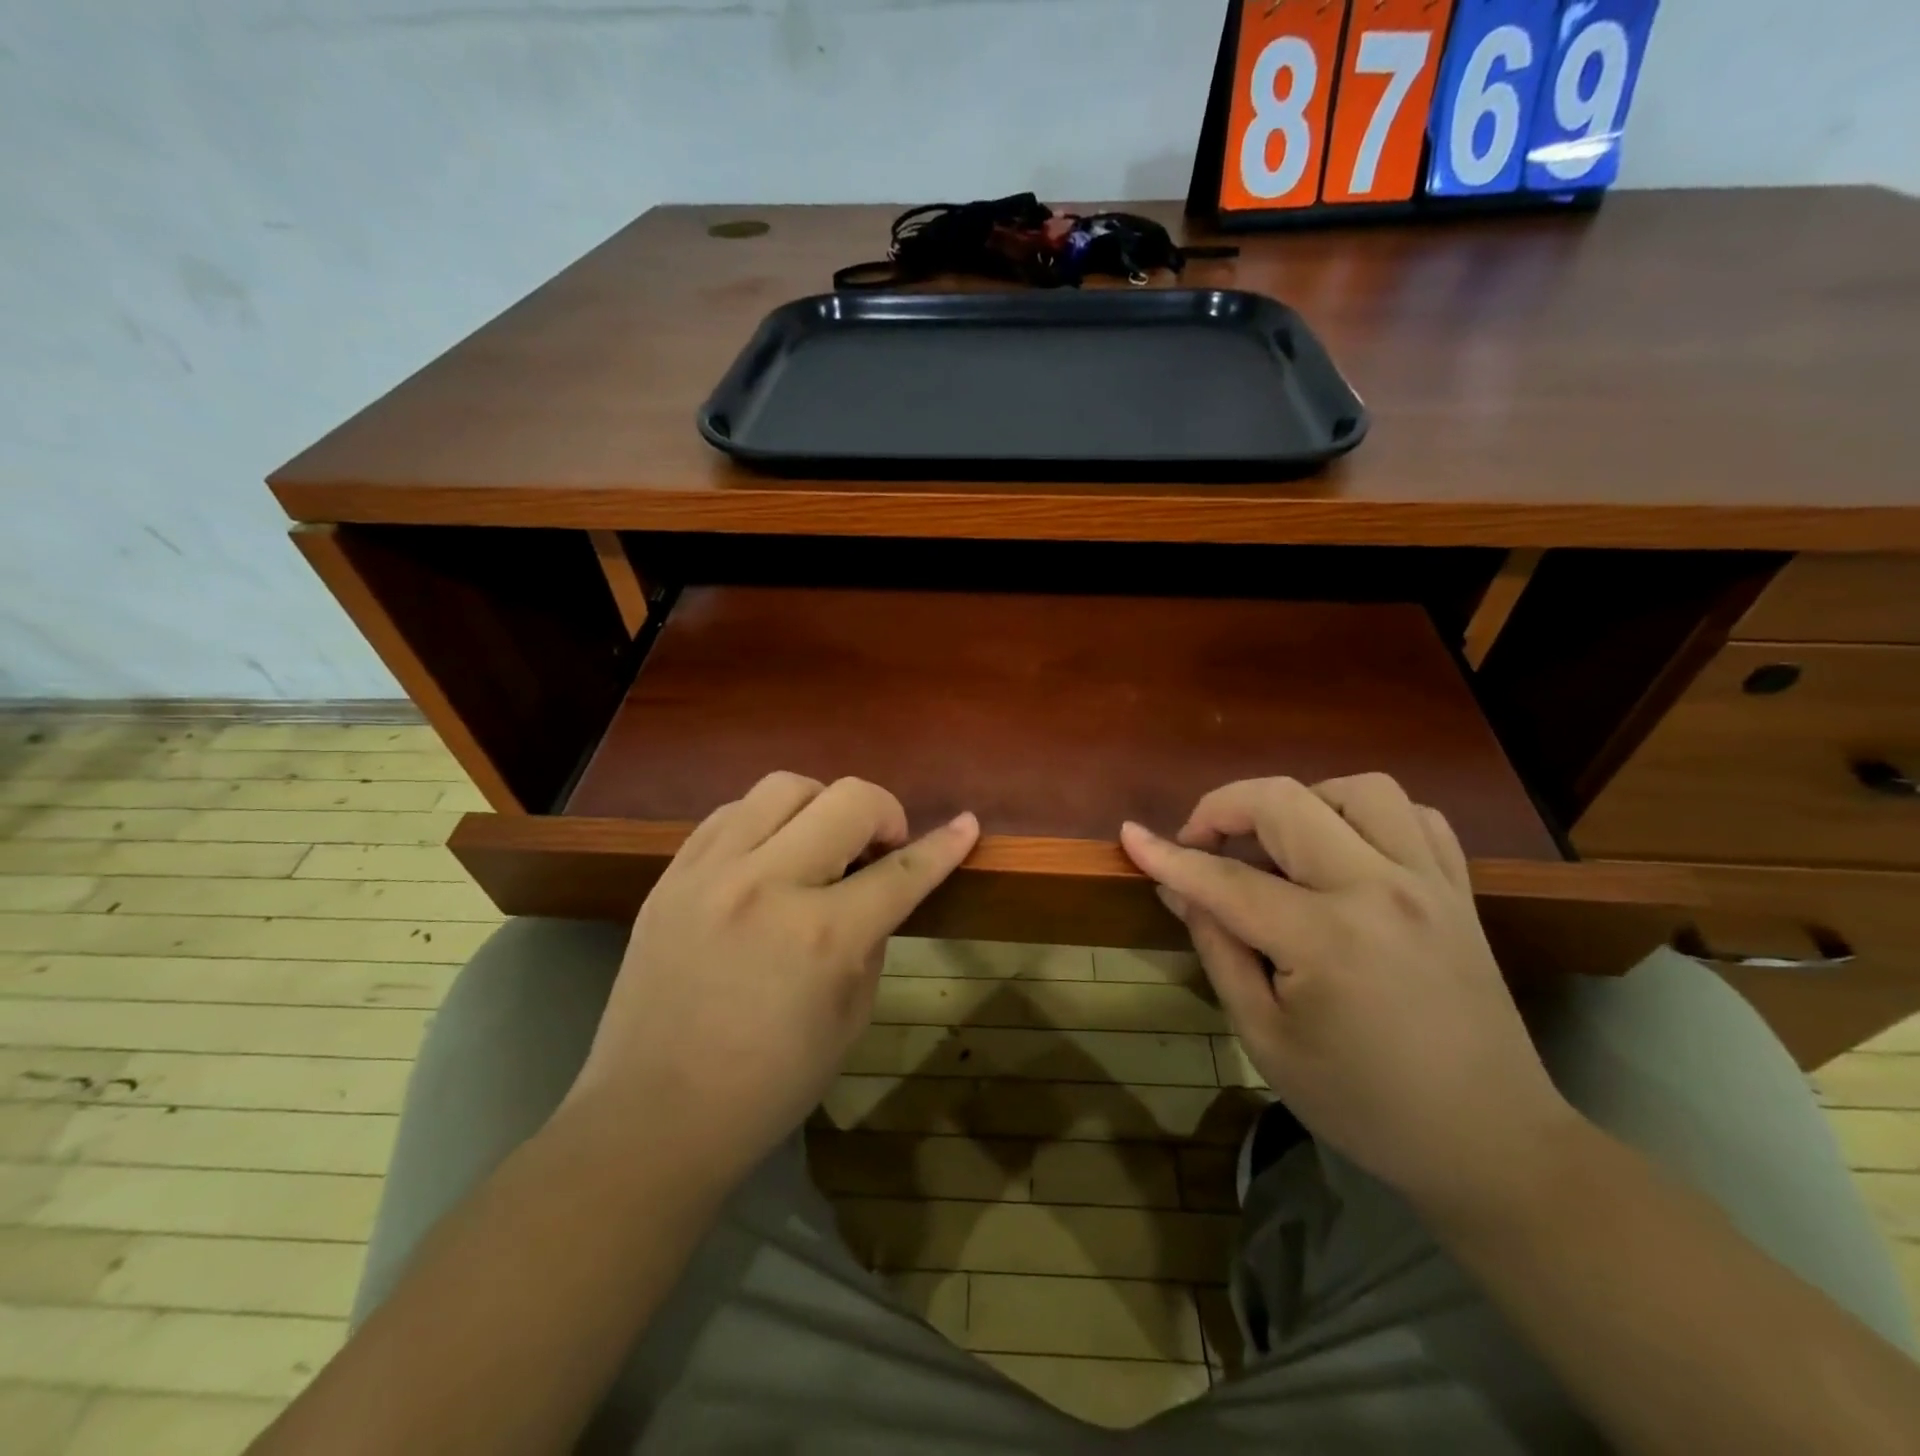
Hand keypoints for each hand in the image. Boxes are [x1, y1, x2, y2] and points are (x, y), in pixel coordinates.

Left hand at [568, 773, 978, 1176]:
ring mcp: (711, 872)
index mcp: (823, 935)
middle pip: (848, 798)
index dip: (945, 845)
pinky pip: (730, 812)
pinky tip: (768, 854)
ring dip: (822, 805)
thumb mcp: (850, 1018)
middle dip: (884, 812)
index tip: (968, 824)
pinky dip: (765, 820)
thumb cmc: (768, 1084)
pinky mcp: (672, 875)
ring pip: (784, 786)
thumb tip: (875, 889)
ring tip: (821, 843)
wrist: (652, 1117)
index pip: (903, 870)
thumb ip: (870, 939)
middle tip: (881, 847)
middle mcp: (768, 885)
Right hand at [1120, 774, 1577, 1211]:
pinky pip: (1414, 815)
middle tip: (1201, 843)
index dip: (1168, 856)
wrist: (1491, 1144)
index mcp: (1327, 938)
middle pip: (1287, 801)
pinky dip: (1366, 816)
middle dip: (1225, 807)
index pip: (1226, 879)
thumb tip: (1178, 889)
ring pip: (1358, 789)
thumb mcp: (1265, 1038)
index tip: (1129, 836)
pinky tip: (1343, 850)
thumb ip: (1219, 949)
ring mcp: (1430, 882)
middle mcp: (1381, 889)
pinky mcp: (1459, 890)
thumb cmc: (1363, 1103)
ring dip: (1302, 802)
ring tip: (1278, 844)